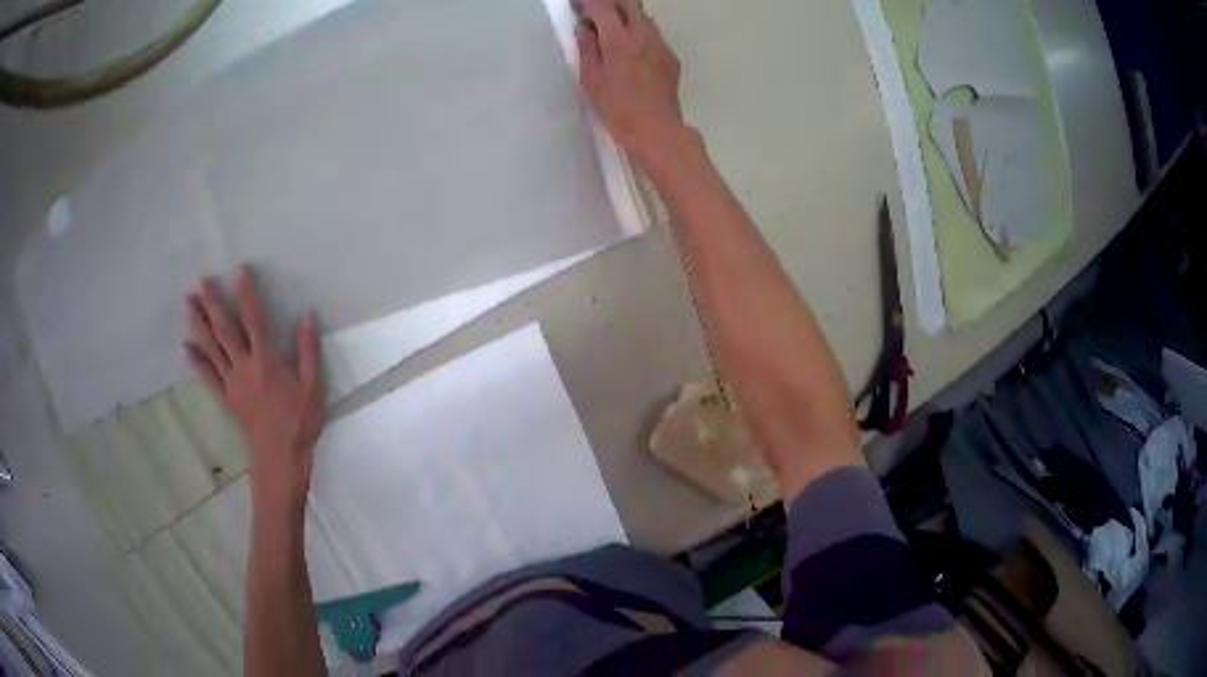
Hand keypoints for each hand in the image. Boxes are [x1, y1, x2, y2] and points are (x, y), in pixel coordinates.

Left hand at [184, 267, 324, 508]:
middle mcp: (244, 366)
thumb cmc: (300, 421)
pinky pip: (208, 377)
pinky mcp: (226, 398)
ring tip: (187, 304)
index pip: (254, 320)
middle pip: (224, 330)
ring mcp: (231, 382)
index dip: (246, 294)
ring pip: (211, 349)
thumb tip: (307, 316)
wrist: (281, 457)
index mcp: (267, 360)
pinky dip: (196, 362)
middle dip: (212, 304)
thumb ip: (308, 351)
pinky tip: (186, 349)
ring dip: (198, 325)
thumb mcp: (313, 386)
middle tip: (200, 282)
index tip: (237, 272)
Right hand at [576, 0, 685, 163]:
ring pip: (643, 17)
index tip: (578, 3)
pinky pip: (653, 35)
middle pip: (629, 3)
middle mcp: (644, 35)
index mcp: (619, 39)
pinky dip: (639, 33)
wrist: (656, 129)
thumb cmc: (617, 108)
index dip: (588, 1)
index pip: (603, 6)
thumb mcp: (591, 79)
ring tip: (611, 29)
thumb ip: (587, 47)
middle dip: (611, 2)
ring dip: (626, 15)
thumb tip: (585, 28)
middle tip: (595, 12)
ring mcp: (661, 45)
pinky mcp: (670, 57)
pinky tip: (630, 50)